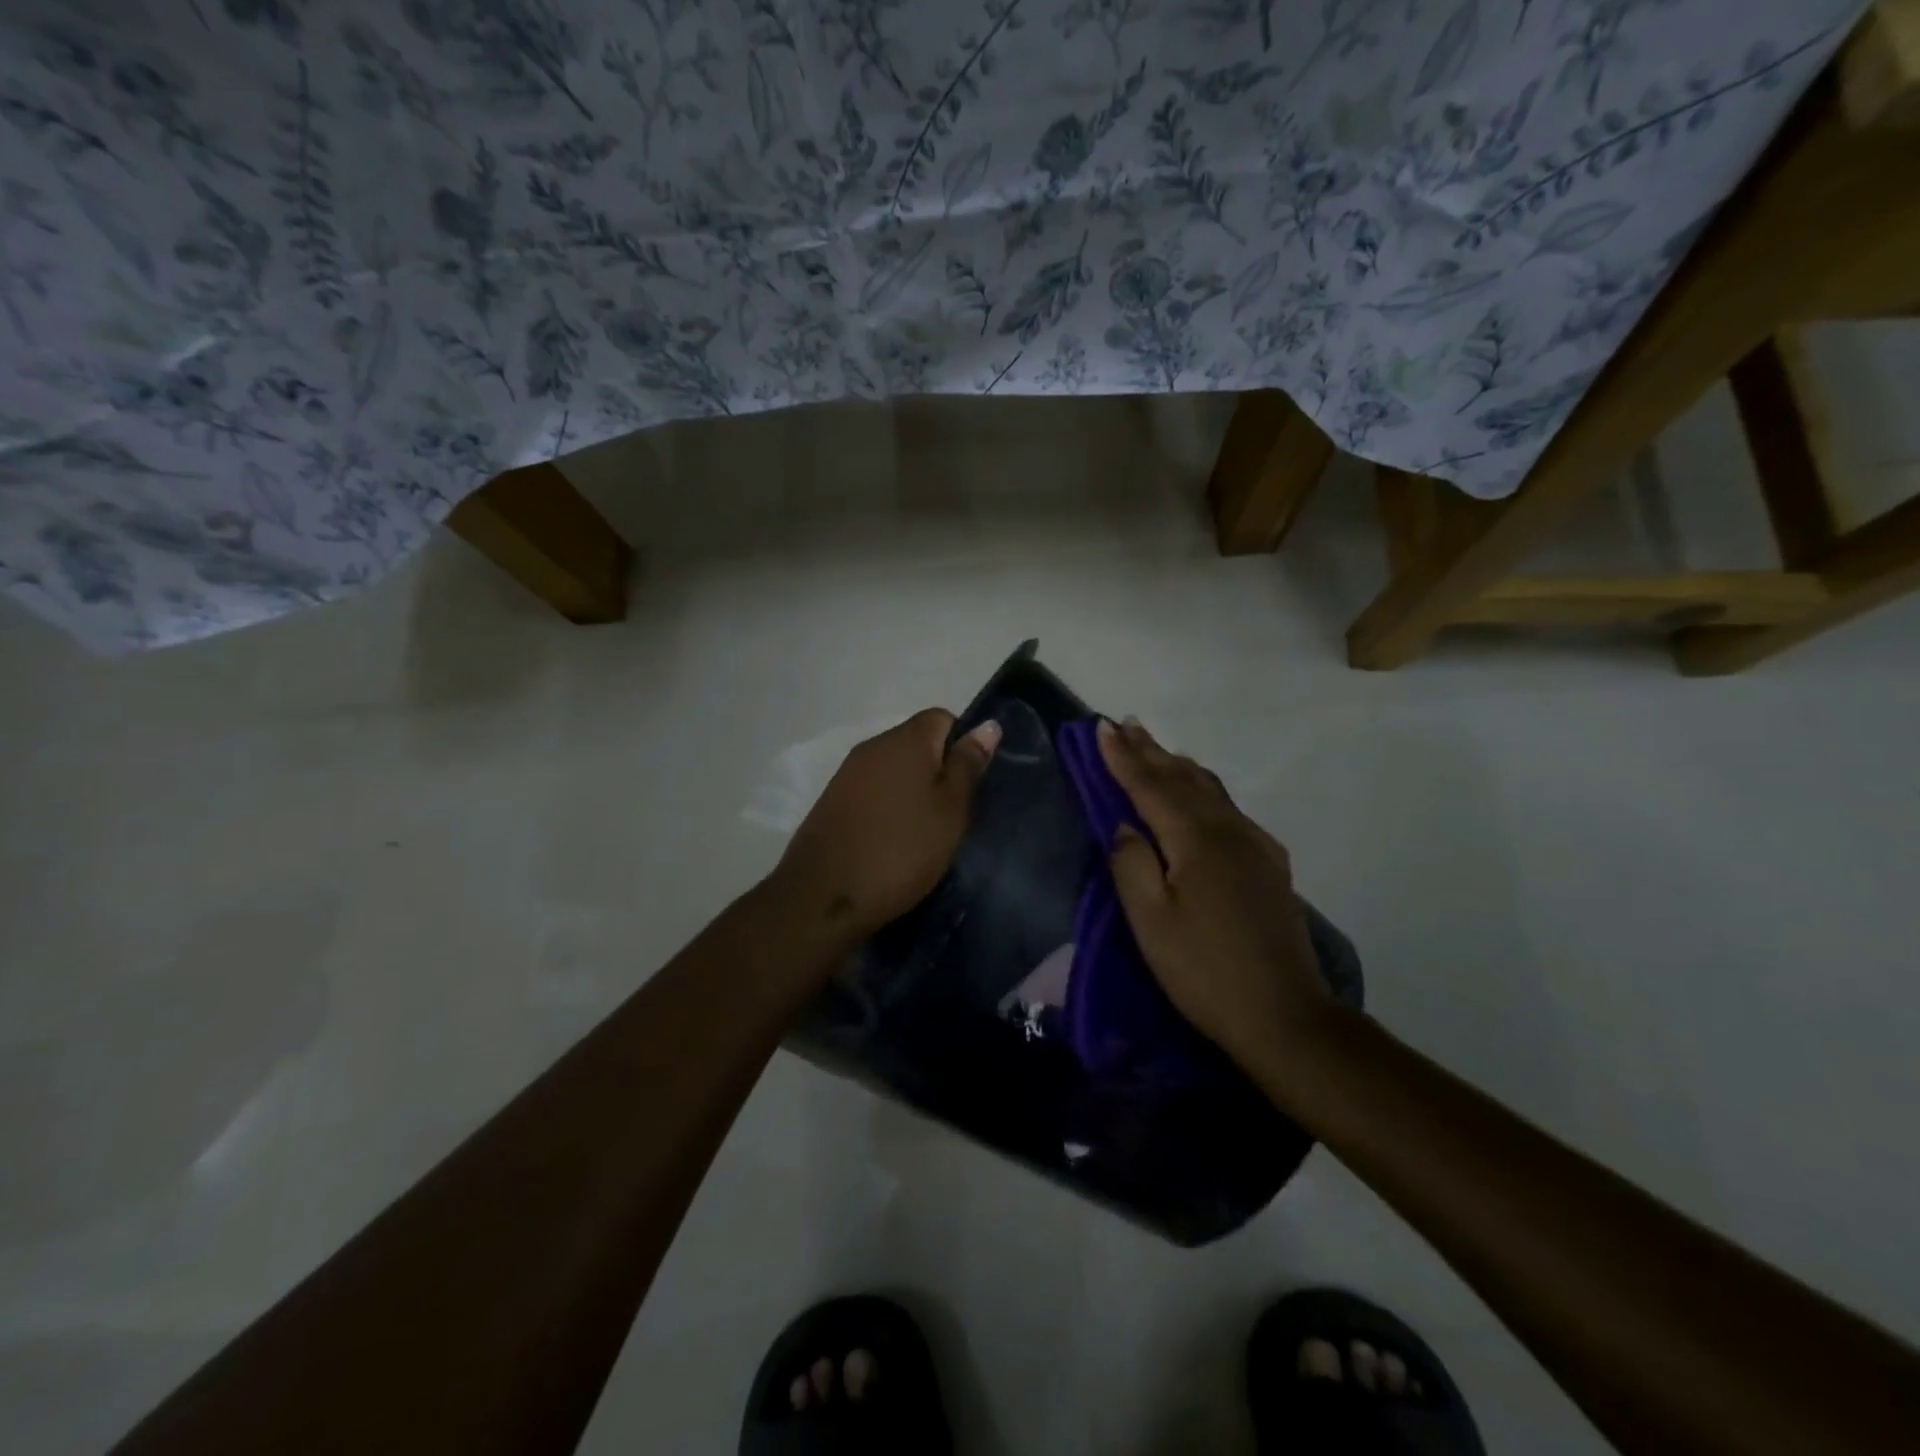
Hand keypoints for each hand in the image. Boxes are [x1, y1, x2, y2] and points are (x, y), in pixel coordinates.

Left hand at [770, 708, 1000, 945]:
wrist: (824, 896)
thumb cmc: (902, 850)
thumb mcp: (950, 810)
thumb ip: (968, 765)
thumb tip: (987, 725)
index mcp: (905, 739)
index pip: (943, 718)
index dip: (962, 745)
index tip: (969, 786)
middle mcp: (873, 746)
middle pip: (917, 743)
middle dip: (938, 770)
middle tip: (952, 814)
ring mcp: (847, 773)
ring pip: (893, 769)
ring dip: (912, 791)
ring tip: (924, 831)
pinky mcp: (832, 801)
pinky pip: (872, 791)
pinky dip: (887, 807)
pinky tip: (892, 840)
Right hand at [1098, 718, 1331, 1075]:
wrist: (1284, 1015)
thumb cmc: (1203, 970)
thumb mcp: (1150, 922)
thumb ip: (1132, 864)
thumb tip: (1124, 825)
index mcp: (1196, 840)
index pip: (1150, 786)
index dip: (1123, 757)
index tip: (1101, 727)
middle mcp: (1229, 830)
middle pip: (1183, 779)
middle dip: (1150, 751)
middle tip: (1124, 723)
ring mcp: (1255, 846)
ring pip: (1210, 790)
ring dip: (1178, 765)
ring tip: (1156, 748)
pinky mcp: (1269, 864)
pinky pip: (1229, 809)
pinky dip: (1204, 790)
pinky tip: (1201, 795)